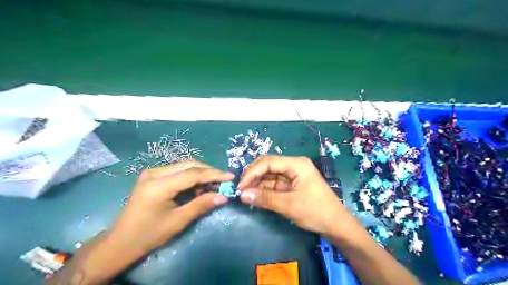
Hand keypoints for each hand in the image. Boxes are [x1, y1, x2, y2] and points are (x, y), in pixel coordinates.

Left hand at [110, 159, 234, 254]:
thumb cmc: (149, 234)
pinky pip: (178, 171)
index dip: (214, 174)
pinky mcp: (153, 176)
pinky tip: (199, 187)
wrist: (121, 242)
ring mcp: (152, 172)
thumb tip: (224, 196)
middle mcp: (155, 172)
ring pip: (185, 166)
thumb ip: (201, 205)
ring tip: (214, 185)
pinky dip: (192, 177)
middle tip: (224, 181)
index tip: (231, 177)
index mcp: (158, 185)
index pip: (193, 174)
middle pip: (190, 165)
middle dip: (209, 172)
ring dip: (201, 173)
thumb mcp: (178, 221)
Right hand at [237, 156, 349, 235]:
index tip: (240, 186)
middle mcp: (294, 166)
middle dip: (253, 176)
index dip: (252, 172)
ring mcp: (293, 175)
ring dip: (257, 184)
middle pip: (268, 166)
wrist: (336, 225)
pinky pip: (274, 184)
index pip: (268, 162)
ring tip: (245, 195)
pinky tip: (255, 196)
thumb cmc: (316, 212)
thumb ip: (265, 198)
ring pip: (269, 175)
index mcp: (296, 164)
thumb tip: (242, 194)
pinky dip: (264, 190)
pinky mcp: (292, 185)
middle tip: (241, 190)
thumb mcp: (289, 205)